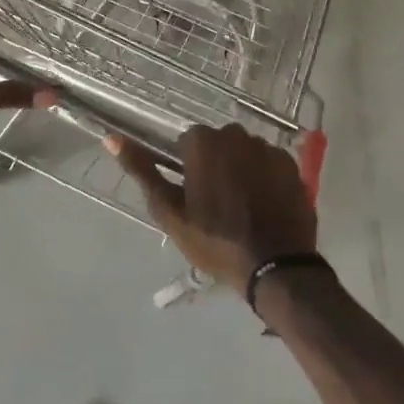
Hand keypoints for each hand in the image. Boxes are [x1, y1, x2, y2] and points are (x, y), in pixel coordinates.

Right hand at [108, 124, 315, 286]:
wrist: (276, 268)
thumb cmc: (214, 241)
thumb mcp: (170, 211)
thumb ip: (142, 171)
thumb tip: (111, 138)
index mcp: (204, 142)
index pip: (187, 141)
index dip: (187, 167)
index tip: (192, 194)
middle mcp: (236, 135)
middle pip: (218, 143)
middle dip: (215, 163)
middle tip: (215, 202)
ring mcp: (268, 149)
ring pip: (244, 151)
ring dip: (240, 168)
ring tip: (242, 205)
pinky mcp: (292, 165)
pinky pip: (269, 163)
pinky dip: (264, 177)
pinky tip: (264, 205)